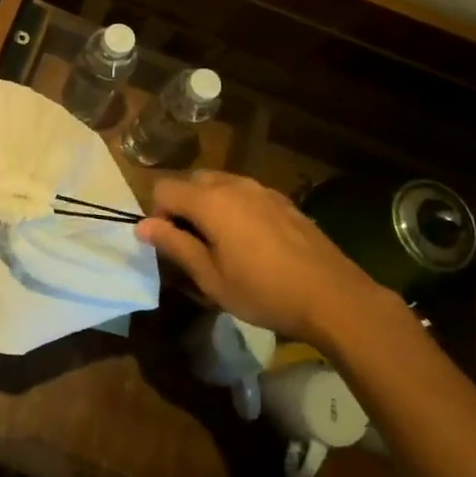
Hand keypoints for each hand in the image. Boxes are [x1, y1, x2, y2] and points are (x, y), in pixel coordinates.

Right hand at [137, 171, 386, 342]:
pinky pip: (244, 193)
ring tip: (221, 243)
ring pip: (218, 184)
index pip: (163, 188)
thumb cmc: (264, 291)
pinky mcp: (282, 200)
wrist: (333, 296)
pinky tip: (252, 242)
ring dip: (208, 205)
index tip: (170, 244)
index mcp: (209, 200)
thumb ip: (174, 245)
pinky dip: (234, 208)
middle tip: (193, 245)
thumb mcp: (211, 278)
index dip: (157, 214)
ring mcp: (260, 188)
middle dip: (182, 207)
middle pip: (190, 181)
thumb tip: (142, 226)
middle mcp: (232, 184)